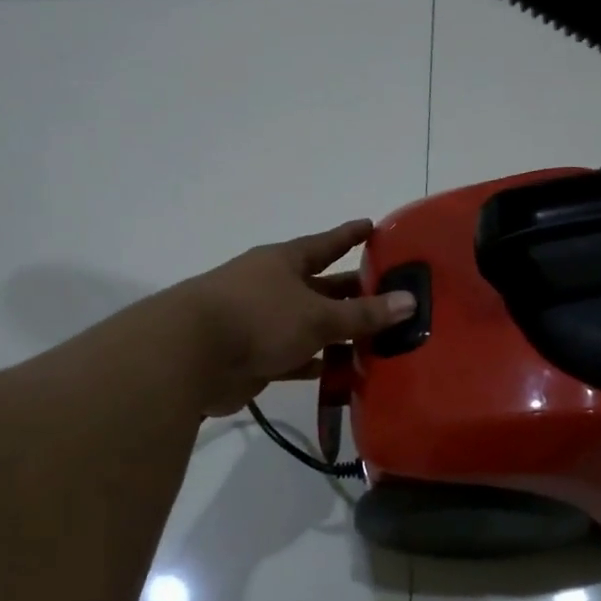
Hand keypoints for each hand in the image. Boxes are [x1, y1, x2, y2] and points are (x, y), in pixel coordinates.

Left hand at [168, 220, 415, 416]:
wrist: (190, 357)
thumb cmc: (259, 318)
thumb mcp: (318, 315)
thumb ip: (363, 314)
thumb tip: (410, 301)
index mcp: (285, 263)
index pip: (326, 244)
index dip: (349, 235)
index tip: (372, 226)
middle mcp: (273, 287)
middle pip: (322, 288)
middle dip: (353, 293)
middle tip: (391, 296)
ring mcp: (262, 323)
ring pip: (310, 326)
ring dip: (339, 334)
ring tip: (379, 341)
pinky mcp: (255, 357)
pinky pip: (296, 359)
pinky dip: (318, 365)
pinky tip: (345, 374)